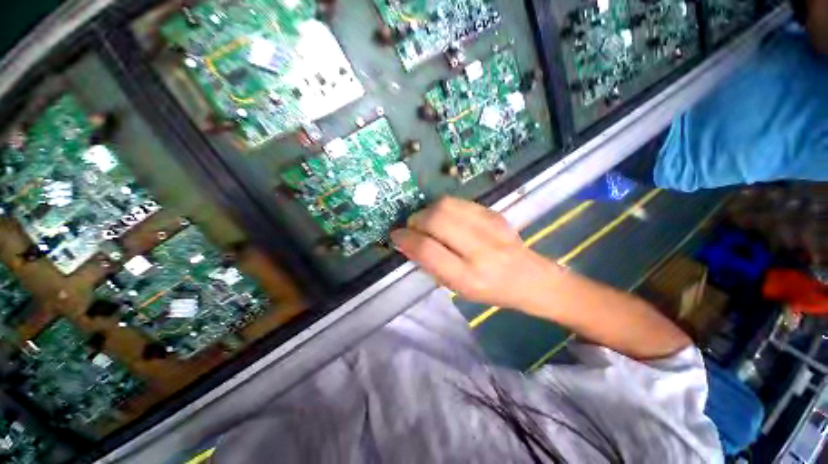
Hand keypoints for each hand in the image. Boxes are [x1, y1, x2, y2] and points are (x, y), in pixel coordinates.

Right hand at [391, 197, 560, 310]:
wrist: (530, 278)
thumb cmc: (490, 290)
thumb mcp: (457, 287)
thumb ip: (431, 264)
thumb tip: (407, 241)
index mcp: (469, 277)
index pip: (428, 250)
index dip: (406, 239)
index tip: (396, 235)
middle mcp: (480, 249)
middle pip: (436, 219)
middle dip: (416, 220)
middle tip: (413, 227)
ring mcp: (490, 226)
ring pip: (445, 205)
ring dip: (428, 211)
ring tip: (427, 222)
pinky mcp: (493, 213)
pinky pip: (458, 202)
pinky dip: (443, 208)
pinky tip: (444, 218)